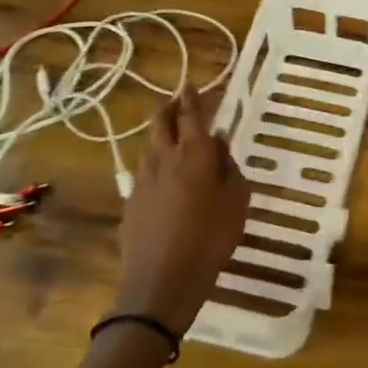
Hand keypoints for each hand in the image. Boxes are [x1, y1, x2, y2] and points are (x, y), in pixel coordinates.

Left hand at [111, 90, 248, 335]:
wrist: (160, 283)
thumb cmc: (210, 240)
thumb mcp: (237, 203)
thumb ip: (230, 169)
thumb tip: (220, 143)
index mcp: (194, 155)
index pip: (191, 115)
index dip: (192, 98)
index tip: (191, 84)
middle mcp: (164, 159)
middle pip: (161, 123)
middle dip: (169, 108)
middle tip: (178, 103)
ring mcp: (142, 180)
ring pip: (149, 146)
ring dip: (160, 135)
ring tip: (171, 137)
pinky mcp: (130, 202)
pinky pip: (143, 171)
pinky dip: (153, 164)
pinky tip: (161, 176)